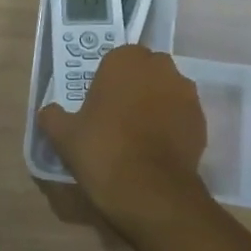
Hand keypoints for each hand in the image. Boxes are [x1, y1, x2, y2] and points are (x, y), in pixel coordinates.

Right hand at [37, 46, 209, 241]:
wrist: (150, 191)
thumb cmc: (102, 151)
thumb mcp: (64, 135)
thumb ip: (53, 116)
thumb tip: (49, 112)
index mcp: (125, 60)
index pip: (115, 59)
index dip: (107, 80)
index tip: (98, 102)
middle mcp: (160, 68)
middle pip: (144, 71)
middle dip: (134, 87)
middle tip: (117, 115)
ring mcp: (186, 93)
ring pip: (166, 91)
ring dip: (155, 104)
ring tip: (139, 134)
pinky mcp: (202, 120)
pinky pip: (181, 115)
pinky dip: (171, 125)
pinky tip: (156, 148)